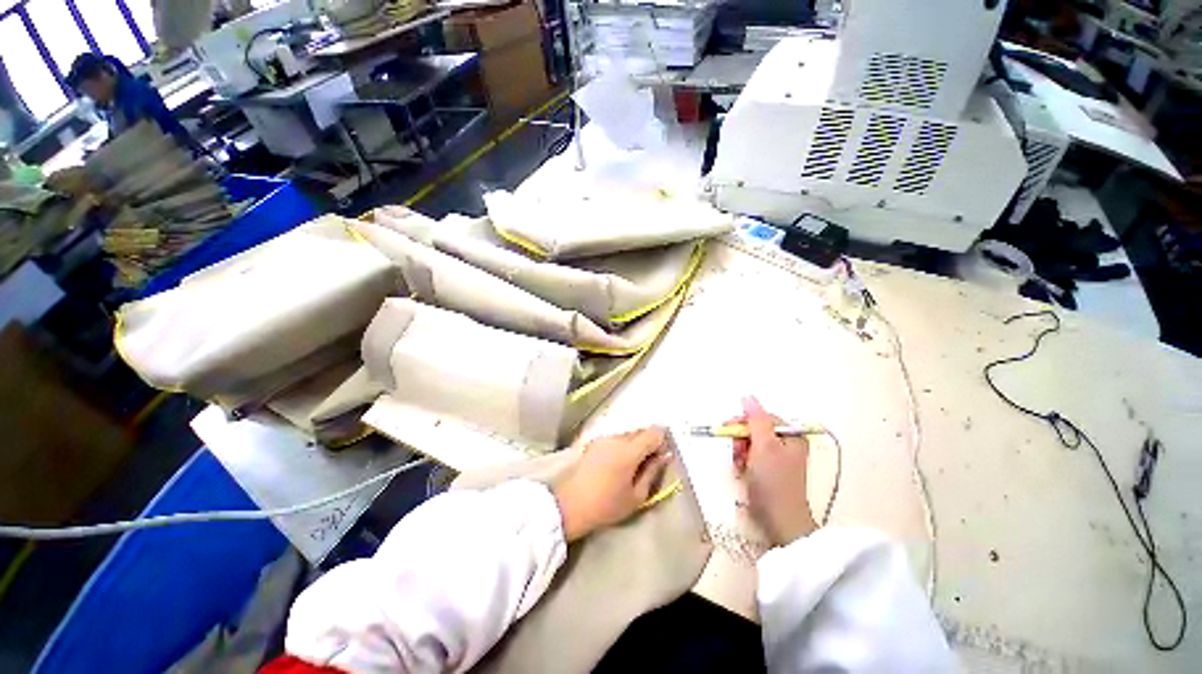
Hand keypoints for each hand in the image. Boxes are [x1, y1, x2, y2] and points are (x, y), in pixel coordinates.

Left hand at [554, 427, 672, 541]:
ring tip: (632, 466)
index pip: (654, 433)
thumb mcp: (636, 496)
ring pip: (627, 434)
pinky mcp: (594, 442)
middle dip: (648, 442)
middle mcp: (616, 438)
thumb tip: (665, 456)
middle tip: (649, 463)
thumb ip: (653, 472)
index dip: (662, 441)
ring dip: (635, 444)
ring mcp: (603, 438)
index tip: (662, 456)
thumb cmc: (606, 505)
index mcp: (629, 450)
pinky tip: (617, 464)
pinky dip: (622, 446)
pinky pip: (615, 438)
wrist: (569, 505)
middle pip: (640, 431)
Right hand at [732, 396, 816, 546]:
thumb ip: (756, 419)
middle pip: (754, 429)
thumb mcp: (764, 446)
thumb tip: (748, 396)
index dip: (744, 421)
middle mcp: (785, 444)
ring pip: (749, 443)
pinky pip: (749, 457)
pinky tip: (742, 472)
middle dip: (741, 439)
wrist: (779, 521)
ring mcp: (776, 459)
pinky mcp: (768, 471)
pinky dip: (742, 462)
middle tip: (737, 452)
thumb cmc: (774, 481)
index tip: (730, 429)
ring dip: (739, 452)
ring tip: (740, 465)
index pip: (761, 416)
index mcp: (791, 435)